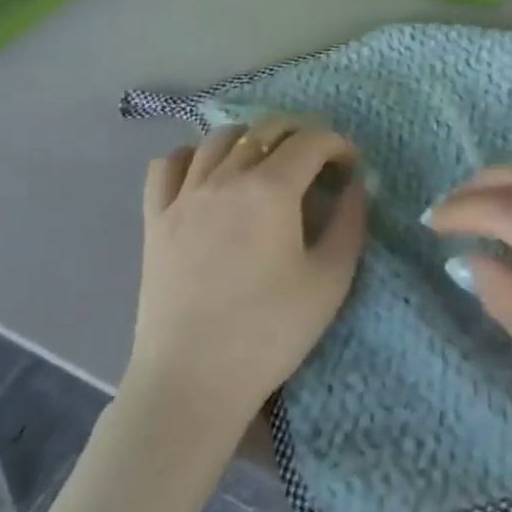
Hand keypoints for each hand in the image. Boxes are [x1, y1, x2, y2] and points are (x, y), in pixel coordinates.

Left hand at [124, 117, 366, 438]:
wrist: (191, 382)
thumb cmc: (269, 333)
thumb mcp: (330, 280)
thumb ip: (350, 222)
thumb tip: (355, 185)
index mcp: (271, 190)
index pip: (311, 141)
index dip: (338, 144)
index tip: (350, 165)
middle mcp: (225, 178)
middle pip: (266, 129)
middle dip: (300, 134)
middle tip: (318, 160)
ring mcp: (184, 195)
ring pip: (218, 138)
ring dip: (251, 139)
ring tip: (266, 163)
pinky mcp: (155, 218)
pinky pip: (168, 164)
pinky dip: (193, 156)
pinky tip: (207, 174)